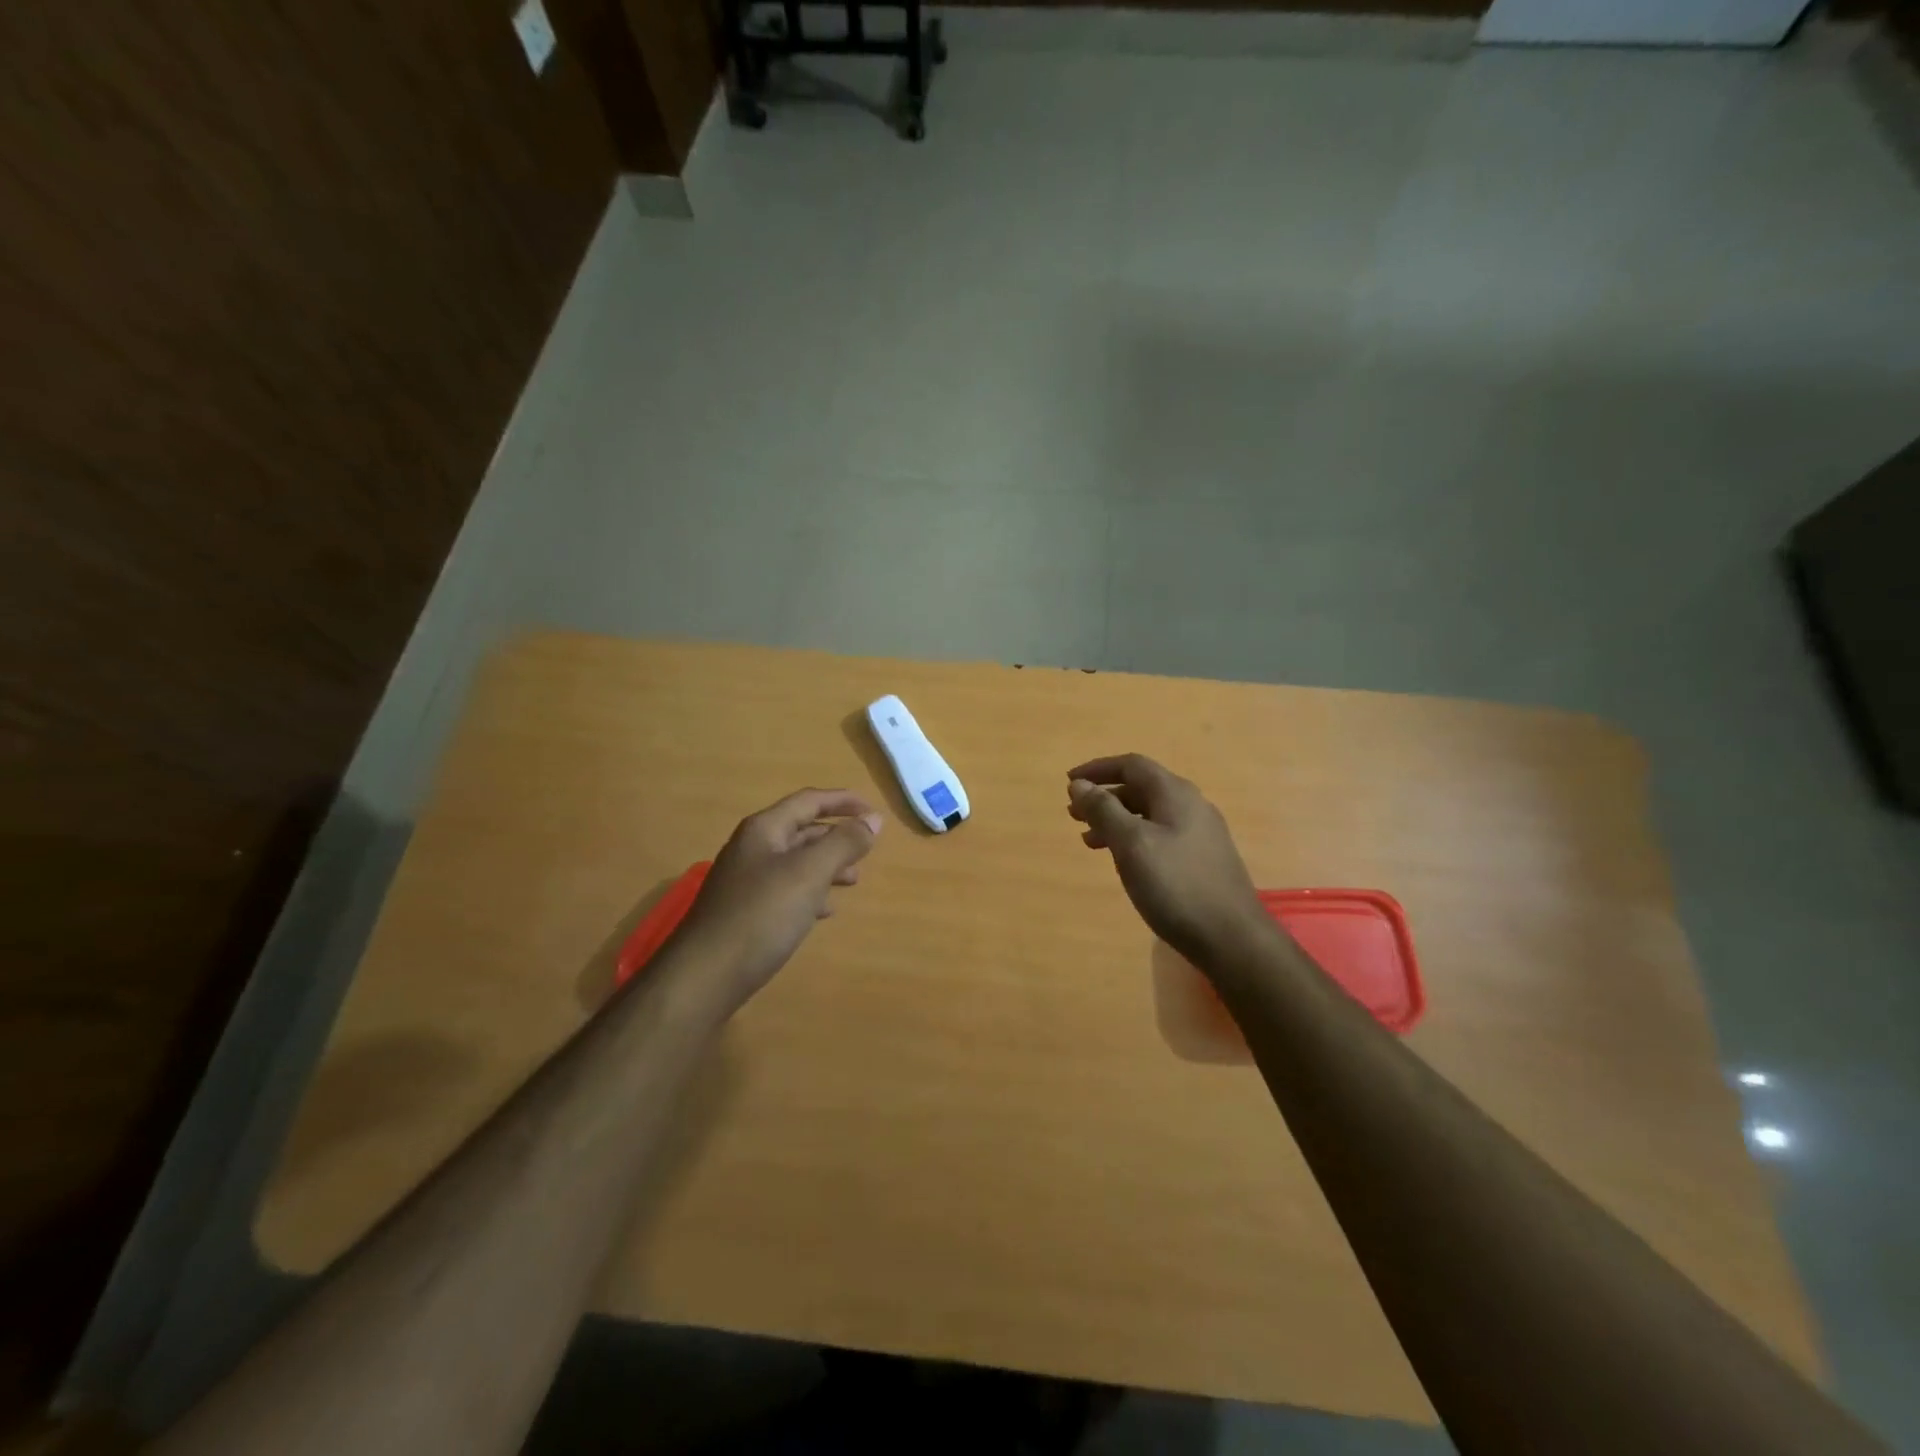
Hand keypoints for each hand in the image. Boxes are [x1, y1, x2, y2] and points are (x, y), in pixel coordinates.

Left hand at [672, 788, 881, 1008]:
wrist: (704, 977)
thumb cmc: (761, 915)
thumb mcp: (809, 873)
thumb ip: (843, 843)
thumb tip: (873, 820)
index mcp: (764, 830)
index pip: (809, 801)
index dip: (843, 801)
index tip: (874, 813)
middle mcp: (753, 849)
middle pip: (802, 830)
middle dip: (837, 837)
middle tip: (867, 851)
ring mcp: (746, 881)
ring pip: (796, 862)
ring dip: (827, 866)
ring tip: (853, 881)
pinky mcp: (746, 912)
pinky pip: (786, 890)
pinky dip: (810, 893)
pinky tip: (824, 911)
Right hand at [1067, 755, 1270, 970]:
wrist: (1232, 938)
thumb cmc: (1176, 885)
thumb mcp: (1132, 844)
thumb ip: (1103, 811)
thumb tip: (1079, 785)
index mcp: (1175, 794)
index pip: (1131, 765)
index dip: (1097, 769)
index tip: (1069, 782)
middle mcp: (1191, 806)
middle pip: (1140, 788)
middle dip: (1104, 797)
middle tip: (1073, 815)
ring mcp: (1200, 833)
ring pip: (1149, 815)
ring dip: (1116, 821)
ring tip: (1089, 841)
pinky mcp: (1202, 859)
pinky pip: (1160, 836)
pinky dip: (1134, 839)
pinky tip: (1123, 862)